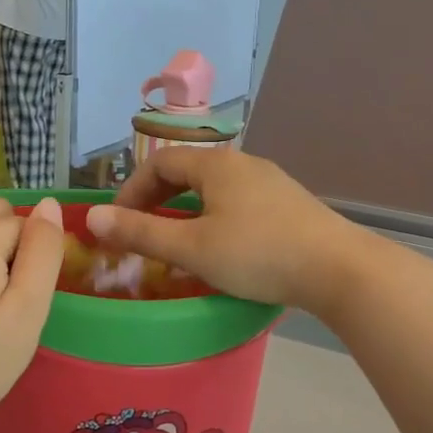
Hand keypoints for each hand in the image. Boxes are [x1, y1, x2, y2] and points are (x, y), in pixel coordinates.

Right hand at [84, 150, 370, 313]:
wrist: (340, 270)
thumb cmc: (258, 255)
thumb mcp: (192, 247)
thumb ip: (141, 232)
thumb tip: (93, 218)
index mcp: (216, 165)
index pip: (159, 163)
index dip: (131, 191)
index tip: (117, 224)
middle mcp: (243, 164)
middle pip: (186, 173)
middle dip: (156, 201)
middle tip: (140, 235)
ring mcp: (270, 183)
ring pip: (212, 191)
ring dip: (184, 212)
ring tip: (174, 245)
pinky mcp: (288, 205)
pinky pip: (236, 204)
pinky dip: (212, 219)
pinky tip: (219, 250)